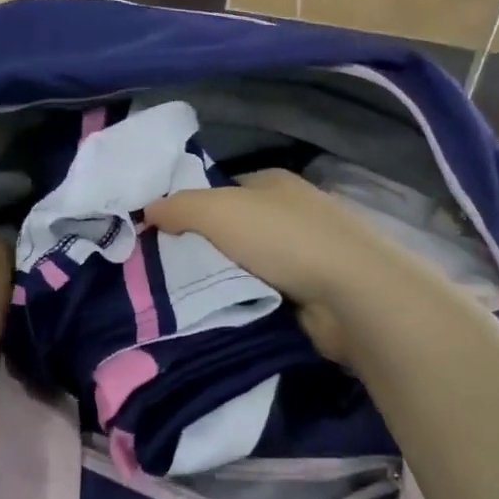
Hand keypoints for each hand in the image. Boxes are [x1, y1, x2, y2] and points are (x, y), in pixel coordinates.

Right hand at [145, 171, 404, 365]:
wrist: (351, 294)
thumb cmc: (284, 239)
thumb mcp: (218, 210)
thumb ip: (178, 207)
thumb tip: (147, 211)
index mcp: (273, 183)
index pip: (222, 190)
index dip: (191, 208)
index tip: (160, 236)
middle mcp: (291, 213)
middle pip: (233, 230)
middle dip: (204, 249)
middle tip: (163, 273)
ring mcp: (306, 254)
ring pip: (248, 265)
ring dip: (224, 281)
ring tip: (184, 299)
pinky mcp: (313, 292)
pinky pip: (266, 295)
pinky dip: (247, 303)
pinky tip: (223, 314)